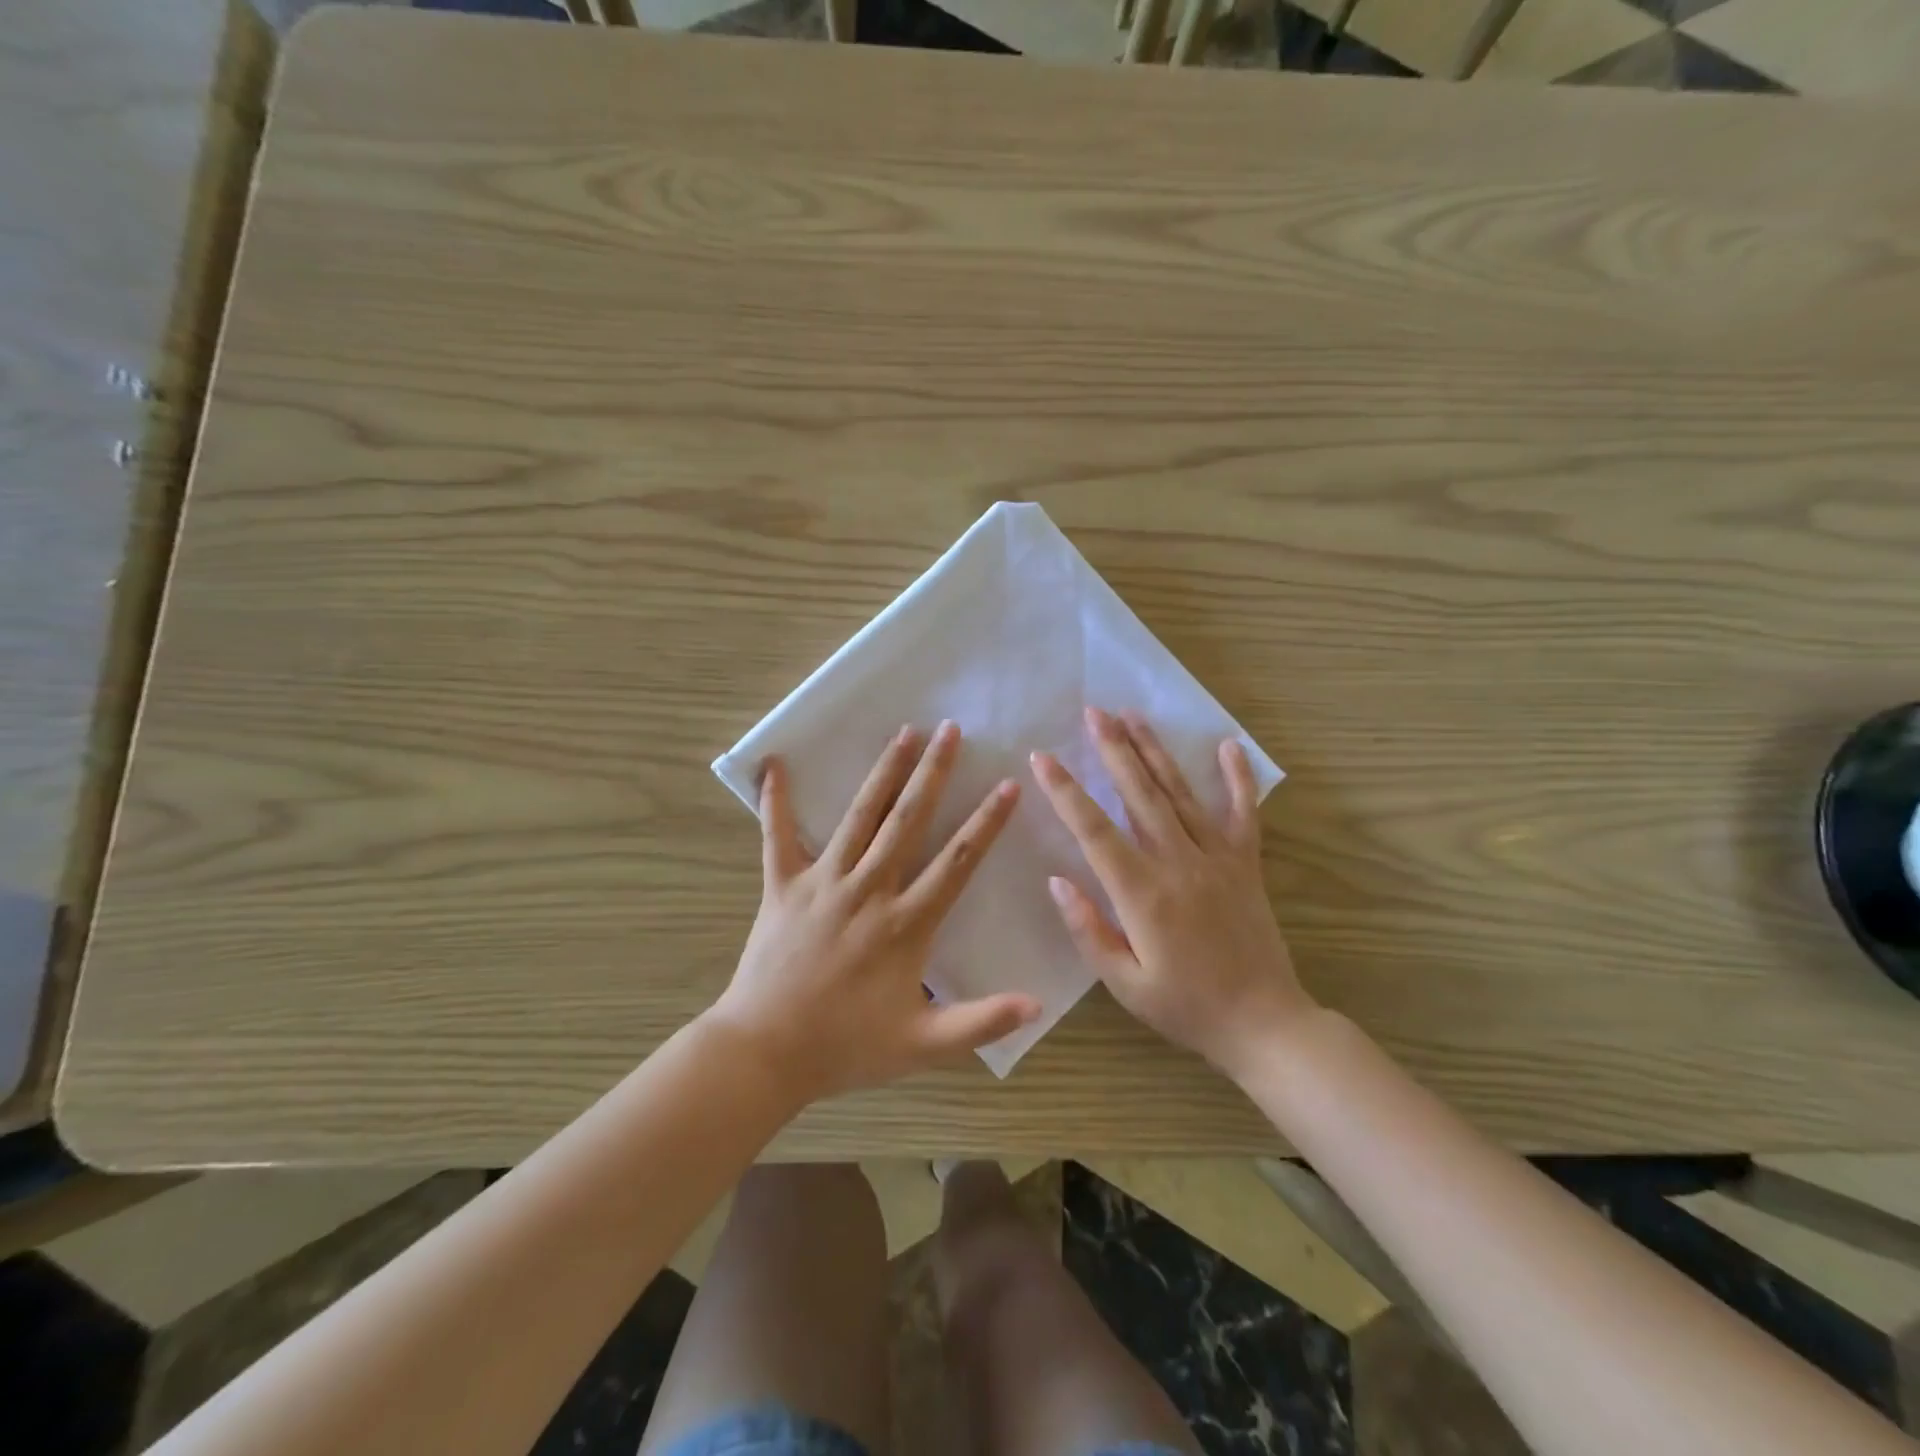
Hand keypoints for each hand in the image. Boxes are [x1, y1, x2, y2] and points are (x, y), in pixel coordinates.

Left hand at [711, 722, 1039, 1103]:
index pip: (957, 861)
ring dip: (883, 772)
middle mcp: (869, 889)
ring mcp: (823, 882)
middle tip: (950, 730)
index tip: (1007, 785)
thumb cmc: (846, 1047)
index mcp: (905, 923)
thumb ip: (980, 1022)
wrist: (764, 1053)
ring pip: (859, 816)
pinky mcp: (782, 886)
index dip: (986, 822)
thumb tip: (1037, 1005)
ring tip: (903, 732)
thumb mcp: (922, 1045)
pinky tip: (774, 763)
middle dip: (933, 772)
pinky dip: (776, 800)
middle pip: (908, 820)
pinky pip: (777, 836)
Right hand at [1032, 707, 1316, 1080]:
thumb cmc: (1185, 1008)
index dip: (1065, 791)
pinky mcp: (1246, 863)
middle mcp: (1178, 862)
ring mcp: (1217, 858)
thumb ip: (1088, 929)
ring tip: (1133, 716)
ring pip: (1181, 793)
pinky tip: (1228, 745)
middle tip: (1093, 712)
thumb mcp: (1124, 983)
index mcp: (1142, 893)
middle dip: (1113, 749)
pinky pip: (1243, 812)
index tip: (1042, 758)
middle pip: (1139, 794)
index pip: (1094, 830)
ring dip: (1154, 751)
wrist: (1264, 1024)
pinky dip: (1237, 778)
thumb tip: (1057, 880)